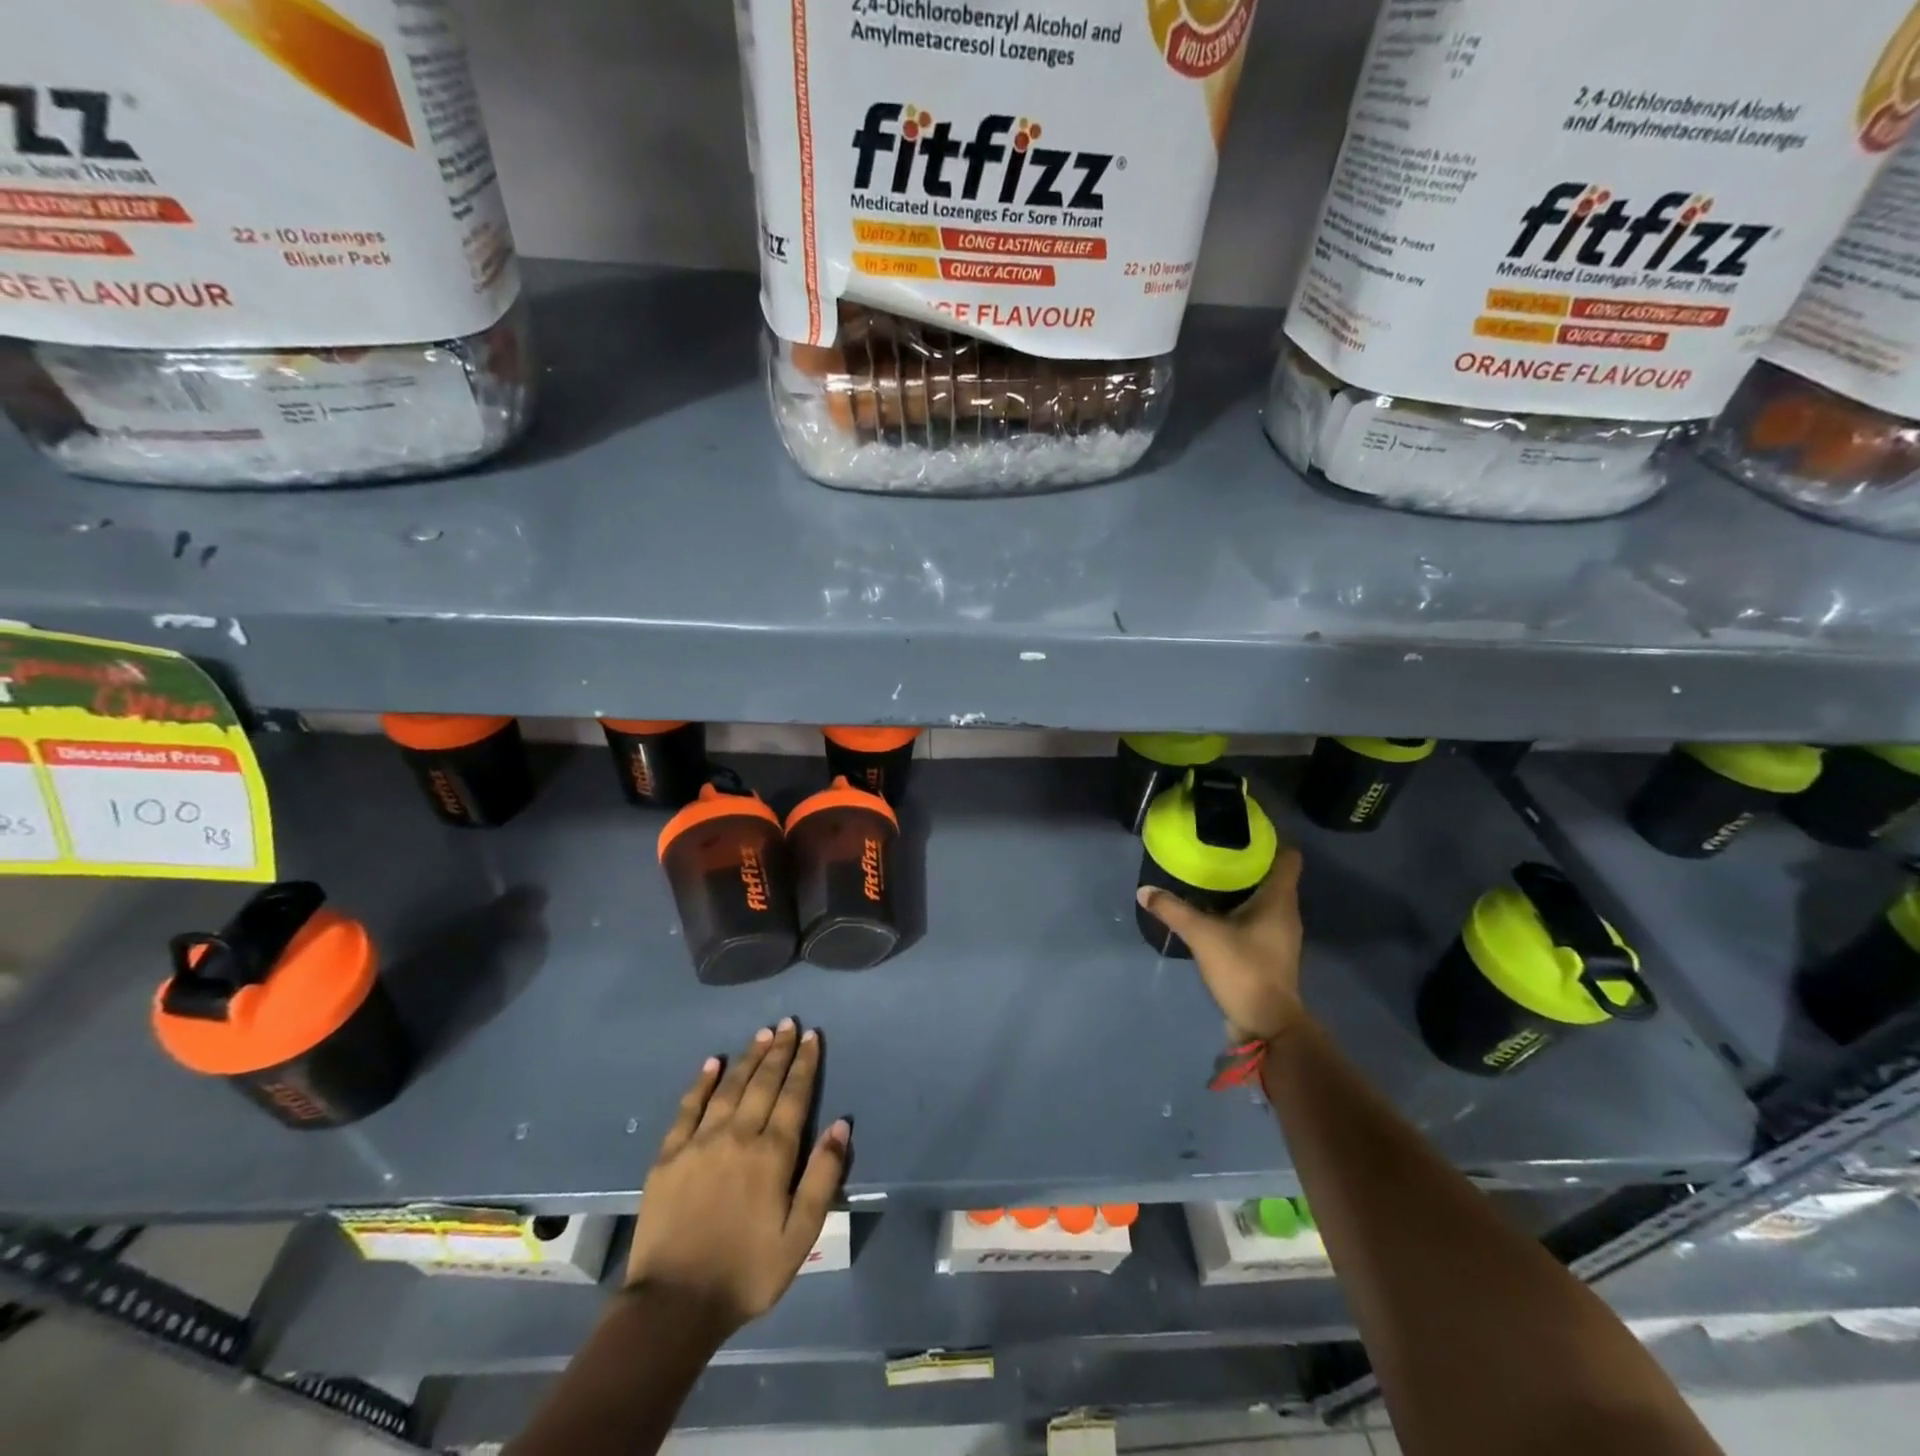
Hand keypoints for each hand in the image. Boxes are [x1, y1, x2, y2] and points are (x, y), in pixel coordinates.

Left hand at [624, 1020, 849, 1334]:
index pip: (794, 1096)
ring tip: (762, 1034)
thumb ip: (822, 1177)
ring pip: (730, 1087)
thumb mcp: (800, 1236)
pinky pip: (688, 1108)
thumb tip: (841, 1125)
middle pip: (763, 1083)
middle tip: (789, 1023)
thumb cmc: (746, 1272)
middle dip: (779, 1050)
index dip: (804, 1064)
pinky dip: (702, 1082)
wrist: (673, 1306)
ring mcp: (700, 1143)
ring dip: (748, 1058)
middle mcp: (738, 1136)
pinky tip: (712, 1063)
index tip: (812, 1036)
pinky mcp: (669, 1156)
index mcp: (772, 1154)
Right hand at [1137, 848, 1308, 1042]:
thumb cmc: (1244, 968)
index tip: (1245, 830)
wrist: (1266, 1023)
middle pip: (1273, 876)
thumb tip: (1144, 891)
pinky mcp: (1270, 952)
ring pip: (1264, 899)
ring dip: (1243, 888)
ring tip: (1211, 876)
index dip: (1271, 841)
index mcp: (1279, 899)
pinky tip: (1214, 911)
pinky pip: (1257, 919)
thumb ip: (1173, 910)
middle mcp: (1286, 913)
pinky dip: (1239, 911)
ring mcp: (1280, 935)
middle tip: (1216, 849)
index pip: (1288, 858)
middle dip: (1248, 862)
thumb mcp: (1203, 935)